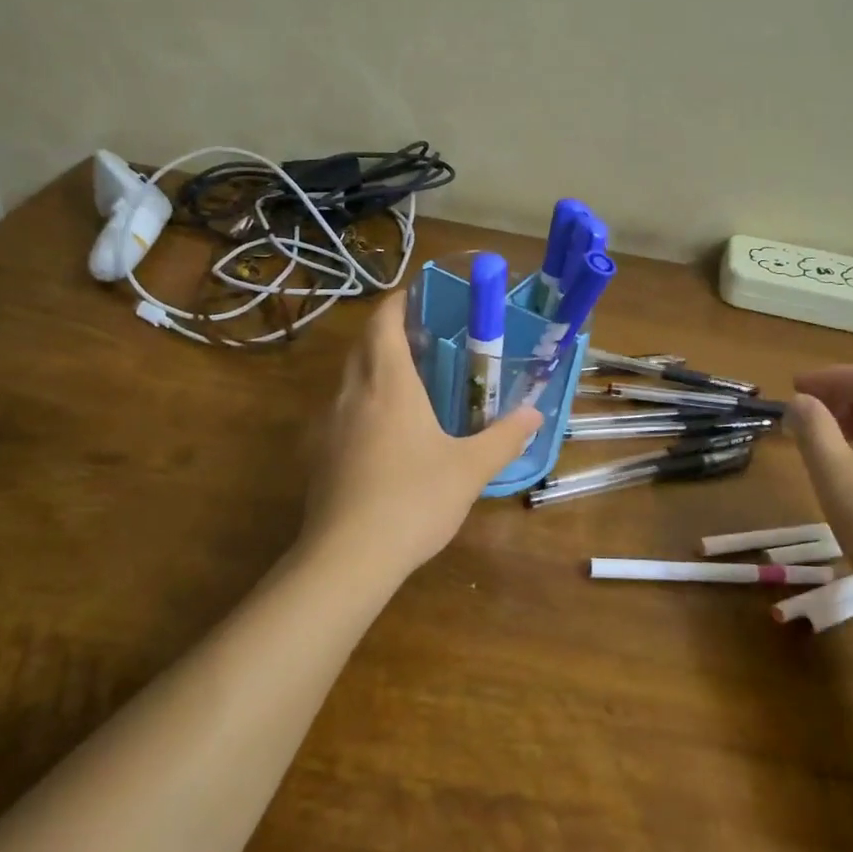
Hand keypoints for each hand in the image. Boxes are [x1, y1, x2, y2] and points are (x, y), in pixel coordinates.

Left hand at [300, 293, 541, 580]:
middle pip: (363, 346)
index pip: (383, 323)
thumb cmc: (414, 500)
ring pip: (348, 380)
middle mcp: (352, 394)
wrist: (348, 556)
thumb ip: (504, 437)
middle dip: (386, 333)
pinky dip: (361, 406)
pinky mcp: (318, 456)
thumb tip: (534, 414)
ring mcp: (329, 425)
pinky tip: (382, 435)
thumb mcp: (470, 469)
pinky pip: (340, 414)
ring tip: (406, 384)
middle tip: (421, 338)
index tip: (416, 295)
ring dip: (372, 369)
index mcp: (389, 384)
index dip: (397, 303)